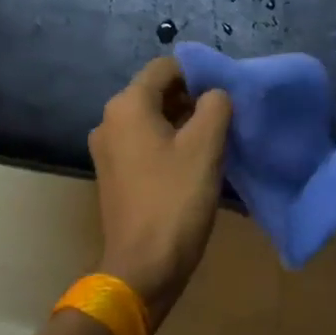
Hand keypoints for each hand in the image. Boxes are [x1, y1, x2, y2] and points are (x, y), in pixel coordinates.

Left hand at [88, 57, 232, 325]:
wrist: (143, 266)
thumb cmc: (175, 200)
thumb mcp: (206, 146)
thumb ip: (216, 106)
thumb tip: (215, 94)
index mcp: (127, 106)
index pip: (166, 67)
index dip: (199, 73)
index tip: (227, 92)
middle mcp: (109, 120)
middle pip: (157, 92)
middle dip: (192, 99)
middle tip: (227, 117)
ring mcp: (108, 150)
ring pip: (151, 120)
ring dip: (183, 123)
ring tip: (216, 140)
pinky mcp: (114, 174)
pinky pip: (144, 144)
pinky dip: (168, 145)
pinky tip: (194, 163)